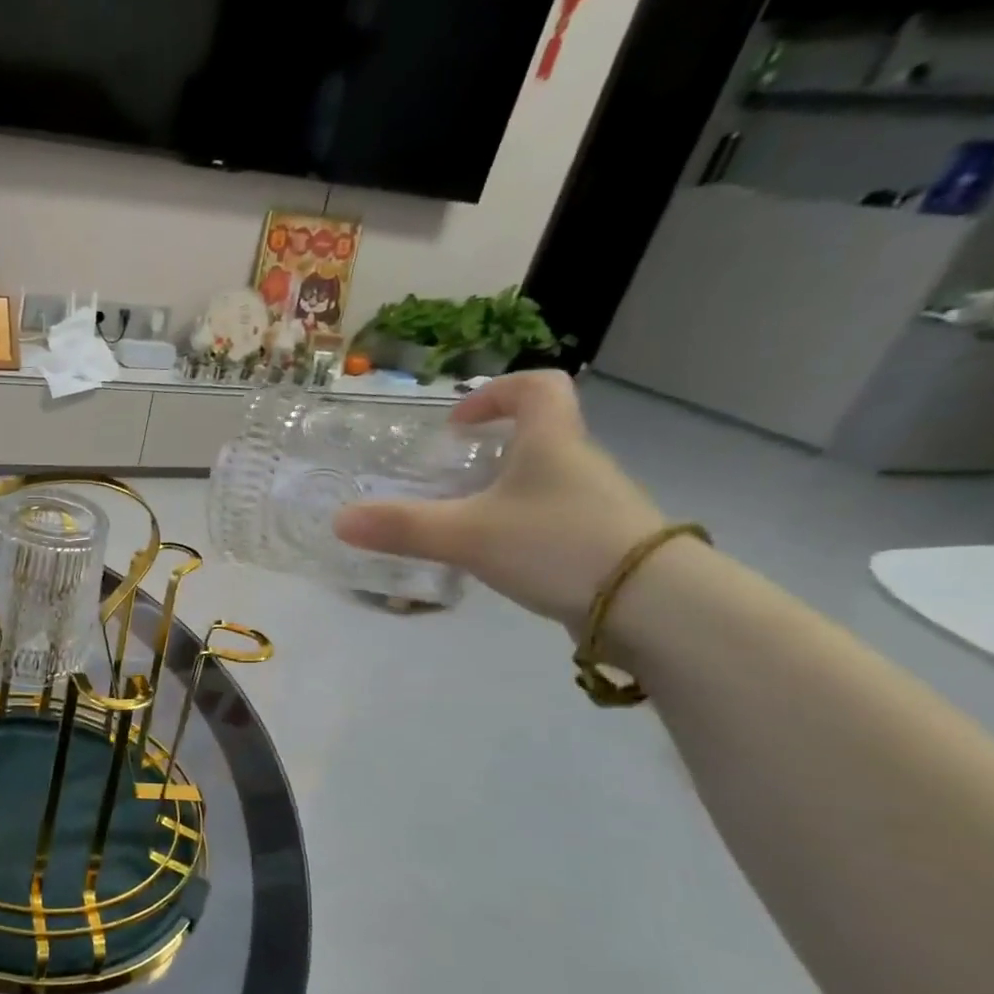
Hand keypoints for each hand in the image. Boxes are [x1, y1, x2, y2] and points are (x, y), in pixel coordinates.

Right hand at [333, 370, 665, 629]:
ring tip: (463, 523)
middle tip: (449, 477)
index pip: (536, 387)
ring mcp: (596, 504)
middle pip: (539, 436)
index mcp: (552, 441)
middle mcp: (579, 463)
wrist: (652, 605)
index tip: (459, 424)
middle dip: (491, 450)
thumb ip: (402, 527)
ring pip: (544, 482)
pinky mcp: (601, 543)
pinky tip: (497, 559)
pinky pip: (552, 520)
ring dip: (504, 492)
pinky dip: (521, 528)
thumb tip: (340, 520)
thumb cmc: (557, 545)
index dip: (495, 394)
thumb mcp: (467, 534)